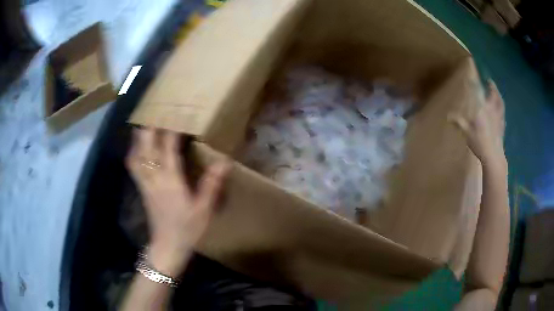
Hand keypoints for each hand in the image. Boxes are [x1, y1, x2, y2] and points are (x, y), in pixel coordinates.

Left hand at [126, 127, 229, 275]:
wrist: (167, 247)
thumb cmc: (187, 229)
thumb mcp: (203, 210)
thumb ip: (211, 185)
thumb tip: (224, 162)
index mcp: (170, 181)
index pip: (168, 149)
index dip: (172, 131)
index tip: (177, 115)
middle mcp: (154, 178)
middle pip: (146, 148)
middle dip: (149, 129)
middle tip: (155, 113)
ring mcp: (145, 184)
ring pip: (136, 156)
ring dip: (138, 139)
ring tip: (143, 126)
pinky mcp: (142, 190)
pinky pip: (134, 167)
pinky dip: (133, 154)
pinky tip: (136, 149)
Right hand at [449, 80, 505, 167]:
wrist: (493, 156)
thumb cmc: (479, 143)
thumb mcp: (467, 133)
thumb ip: (459, 123)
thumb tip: (448, 116)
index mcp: (482, 109)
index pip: (477, 92)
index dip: (473, 84)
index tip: (470, 77)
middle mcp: (491, 109)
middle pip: (492, 94)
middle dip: (491, 87)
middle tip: (489, 81)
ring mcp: (498, 116)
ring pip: (499, 102)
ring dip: (498, 94)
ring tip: (496, 90)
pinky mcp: (502, 124)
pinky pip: (502, 112)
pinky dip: (501, 107)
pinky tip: (501, 107)